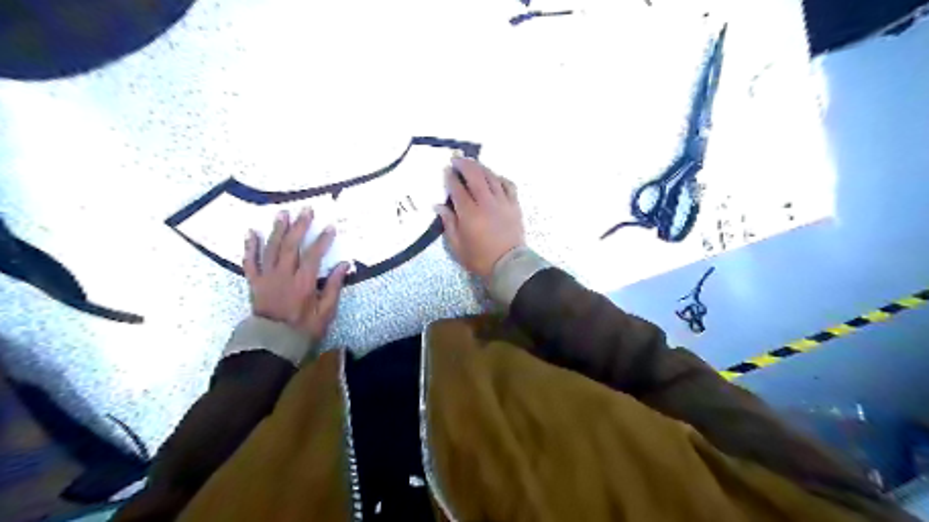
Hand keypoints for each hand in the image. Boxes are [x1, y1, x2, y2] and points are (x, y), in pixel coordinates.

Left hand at [242, 206, 351, 344]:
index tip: (329, 227)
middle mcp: (284, 275)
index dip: (322, 239)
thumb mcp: (326, 311)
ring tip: (283, 213)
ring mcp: (267, 277)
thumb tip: (345, 265)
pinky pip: (250, 261)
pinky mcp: (254, 282)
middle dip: (300, 226)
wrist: (272, 343)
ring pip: (271, 248)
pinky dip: (250, 246)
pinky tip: (252, 232)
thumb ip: (334, 286)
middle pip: (291, 245)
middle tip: (306, 210)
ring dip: (277, 229)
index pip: (314, 255)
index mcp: (303, 282)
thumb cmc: (303, 328)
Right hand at [433, 156, 525, 280]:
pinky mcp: (514, 205)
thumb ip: (448, 224)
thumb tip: (439, 206)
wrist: (509, 265)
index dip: (451, 177)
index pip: (458, 188)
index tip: (446, 170)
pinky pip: (508, 185)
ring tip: (473, 163)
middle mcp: (486, 203)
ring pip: (491, 177)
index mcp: (469, 214)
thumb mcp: (457, 246)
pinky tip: (494, 177)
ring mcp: (503, 202)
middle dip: (464, 165)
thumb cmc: (480, 259)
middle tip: (457, 159)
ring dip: (481, 167)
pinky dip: (499, 178)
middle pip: (475, 176)